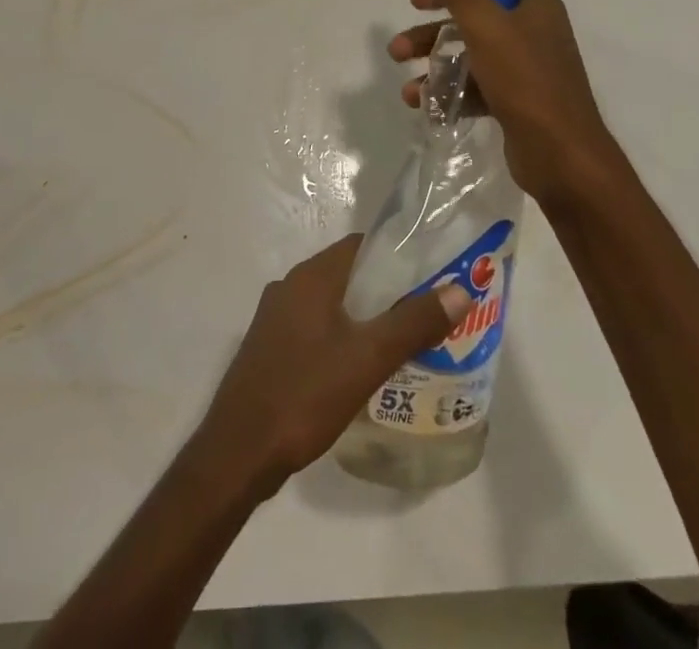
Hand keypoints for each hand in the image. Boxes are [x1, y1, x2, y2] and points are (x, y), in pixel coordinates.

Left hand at [193, 235, 468, 496]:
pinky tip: (361, 369)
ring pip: (331, 305)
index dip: (396, 255)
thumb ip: (413, 323)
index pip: (359, 246)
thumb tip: (459, 290)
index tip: (431, 274)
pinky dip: (342, 337)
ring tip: (403, 342)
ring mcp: (275, 318)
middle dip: (386, 290)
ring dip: (364, 317)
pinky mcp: (270, 348)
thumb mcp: (368, 359)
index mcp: (310, 277)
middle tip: (426, 313)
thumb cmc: (304, 394)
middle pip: (347, 275)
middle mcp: (289, 287)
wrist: (239, 451)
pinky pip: (315, 329)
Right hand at [388, 0, 621, 204]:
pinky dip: (450, 95)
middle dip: (430, 36)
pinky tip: (425, 108)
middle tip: (398, 48)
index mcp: (534, 6)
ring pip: (469, 58)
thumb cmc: (525, 81)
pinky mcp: (518, 104)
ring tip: (407, 90)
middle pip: (471, 21)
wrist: (563, 158)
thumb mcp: (483, 24)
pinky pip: (476, 89)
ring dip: (434, 69)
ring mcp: (527, 71)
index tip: (415, 0)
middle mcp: (534, 33)